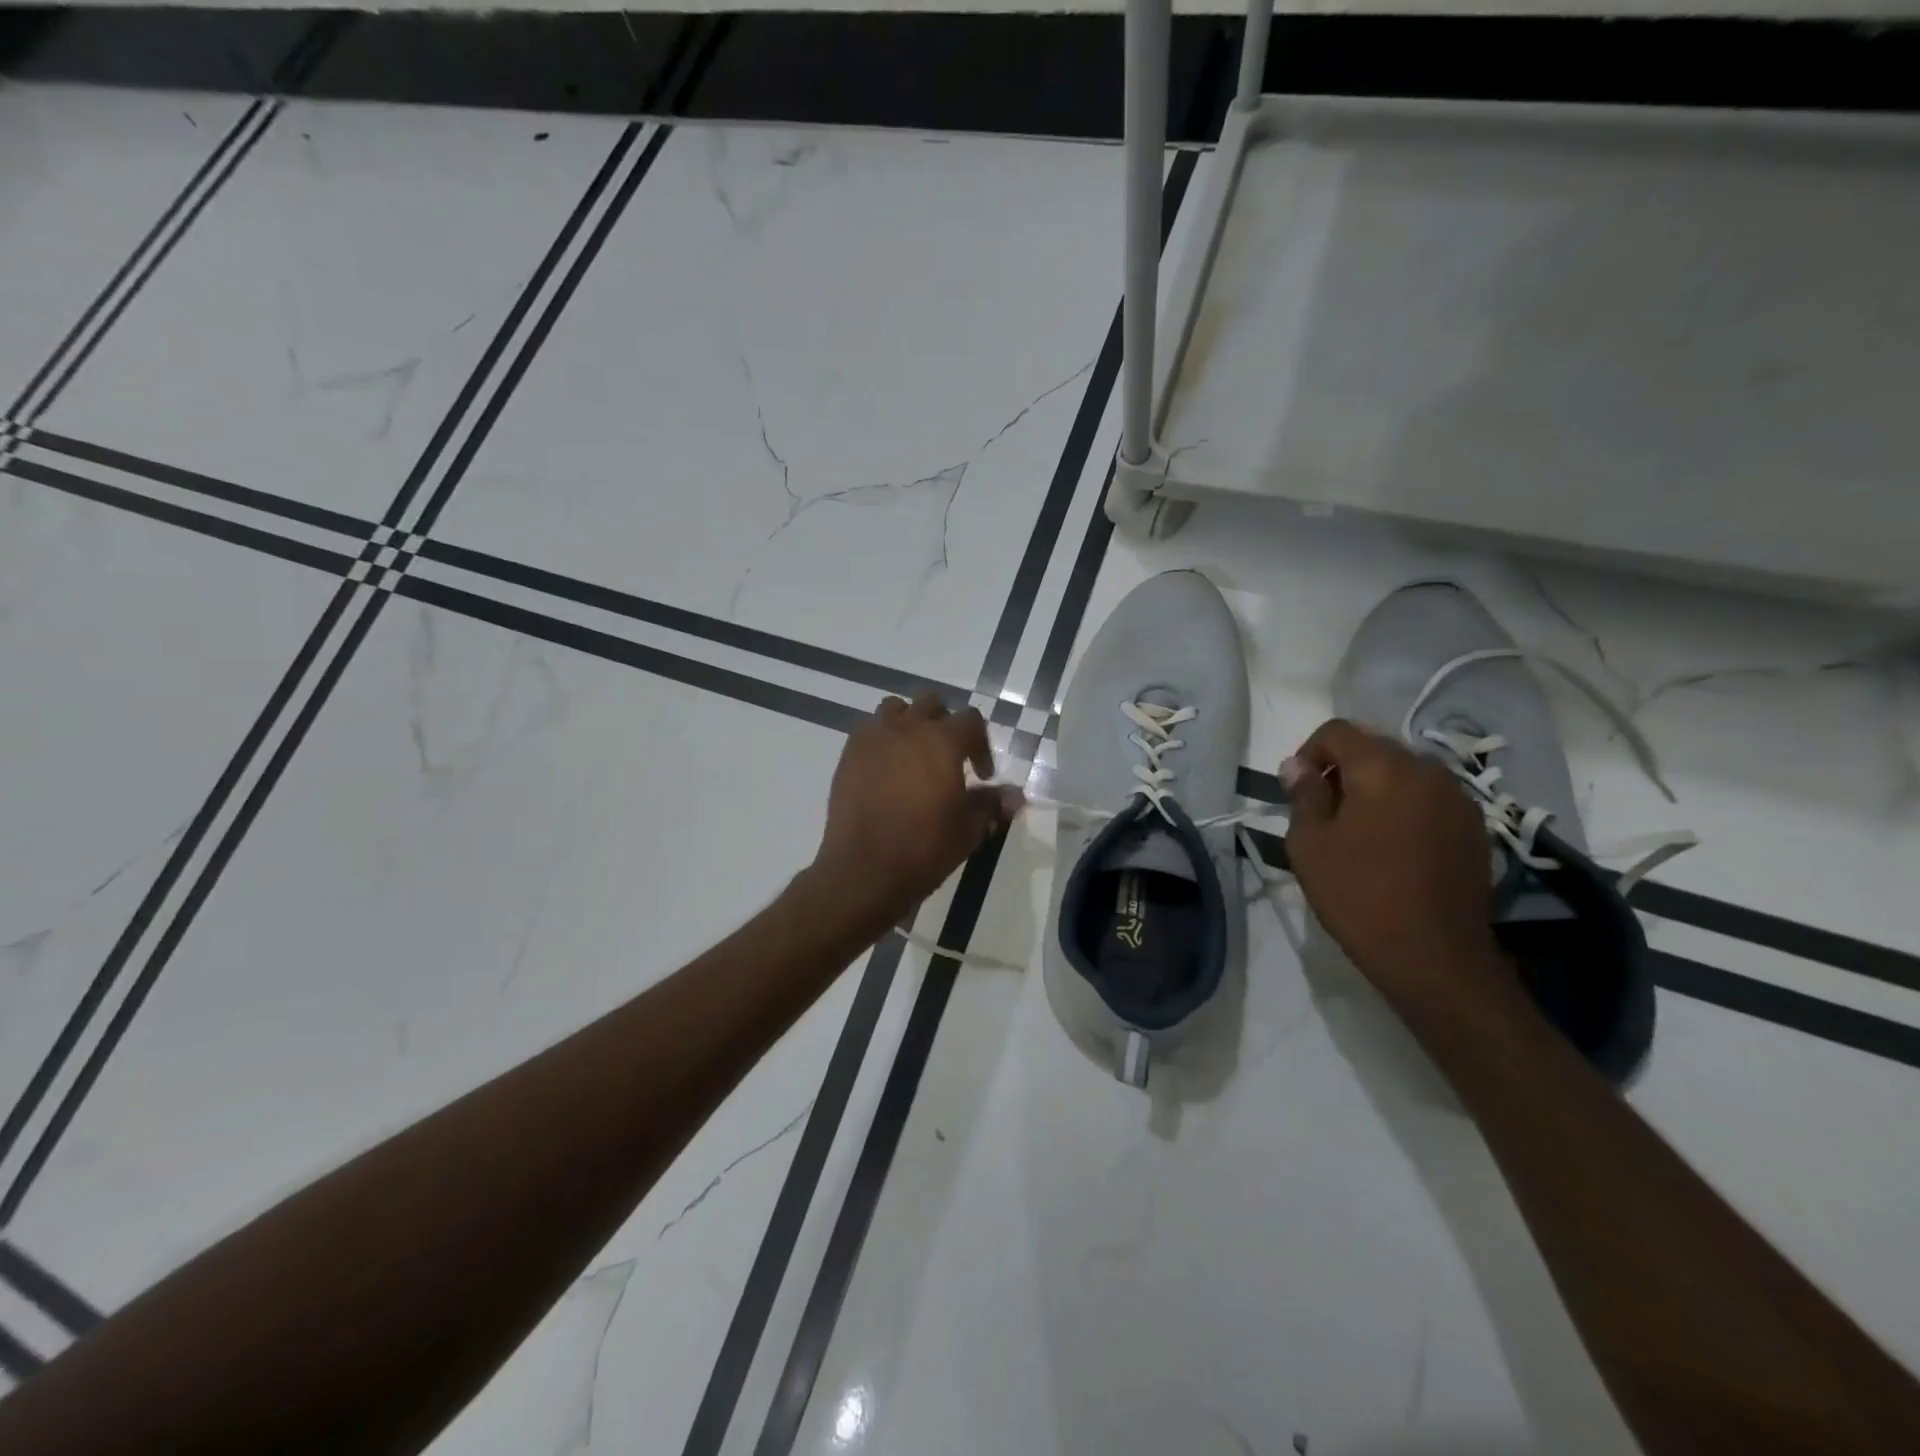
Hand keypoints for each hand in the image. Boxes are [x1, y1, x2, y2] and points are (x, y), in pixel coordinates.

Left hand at [811, 693, 1024, 923]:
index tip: (982, 775)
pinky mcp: (848, 755)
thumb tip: (1015, 795)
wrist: (865, 870)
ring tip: (914, 755)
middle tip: (949, 757)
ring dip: (910, 723)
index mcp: (942, 740)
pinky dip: (883, 740)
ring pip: (896, 709)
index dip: (981, 745)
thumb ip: (992, 804)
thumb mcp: (969, 829)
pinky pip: (869, 731)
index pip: (971, 720)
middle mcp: (907, 728)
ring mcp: (873, 738)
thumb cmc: (925, 848)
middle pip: (932, 704)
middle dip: (945, 724)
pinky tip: (887, 771)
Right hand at [1283, 719, 1512, 1012]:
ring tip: (1359, 830)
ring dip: (1376, 787)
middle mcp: (1427, 770)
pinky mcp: (1475, 826)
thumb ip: (1303, 795)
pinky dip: (1405, 806)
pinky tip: (1394, 846)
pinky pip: (1429, 797)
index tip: (1298, 790)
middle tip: (1325, 811)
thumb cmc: (1359, 895)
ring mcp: (1458, 798)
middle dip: (1343, 769)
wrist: (1434, 956)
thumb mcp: (1310, 844)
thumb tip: (1296, 766)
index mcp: (1382, 768)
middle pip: (1374, 747)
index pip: (1337, 731)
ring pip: (1405, 771)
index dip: (1309, 753)